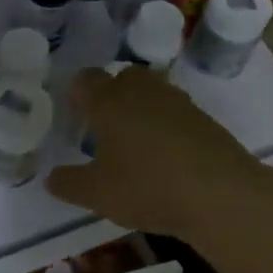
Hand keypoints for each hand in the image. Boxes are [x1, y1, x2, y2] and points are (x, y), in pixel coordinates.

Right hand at [45, 67, 268, 240]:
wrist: (221, 195)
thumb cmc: (148, 188)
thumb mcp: (98, 194)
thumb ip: (69, 183)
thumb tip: (51, 177)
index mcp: (110, 102)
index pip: (86, 79)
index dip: (77, 92)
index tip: (75, 114)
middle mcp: (142, 92)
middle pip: (123, 77)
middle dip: (112, 94)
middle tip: (105, 126)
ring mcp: (177, 102)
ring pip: (151, 92)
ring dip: (141, 108)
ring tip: (135, 143)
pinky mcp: (203, 118)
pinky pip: (175, 112)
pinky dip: (166, 125)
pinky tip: (166, 156)